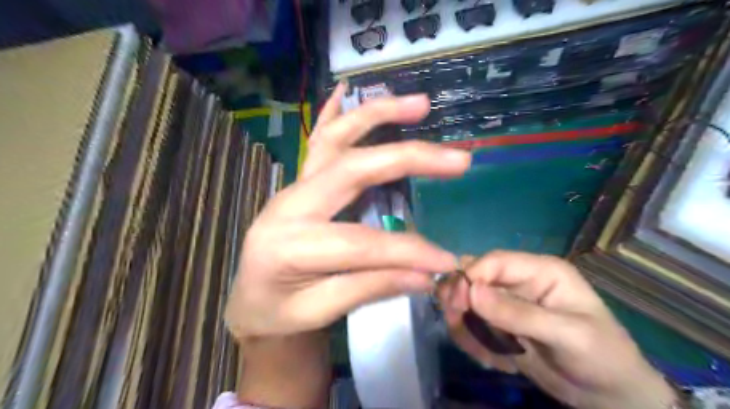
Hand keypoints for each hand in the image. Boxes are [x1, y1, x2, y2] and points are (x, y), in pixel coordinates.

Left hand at [226, 84, 470, 338]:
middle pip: (353, 169)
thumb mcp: (319, 311)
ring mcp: (292, 186)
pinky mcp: (298, 183)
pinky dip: (335, 113)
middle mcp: (289, 204)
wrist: (249, 300)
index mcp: (289, 244)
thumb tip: (425, 276)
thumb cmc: (277, 311)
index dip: (408, 252)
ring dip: (378, 117)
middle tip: (457, 158)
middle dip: (407, 159)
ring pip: (336, 140)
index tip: (447, 261)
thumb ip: (369, 288)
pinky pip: (317, 141)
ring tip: (420, 104)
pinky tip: (346, 89)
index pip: (361, 243)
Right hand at [435, 251, 675, 408]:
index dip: (471, 276)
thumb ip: (519, 313)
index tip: (458, 303)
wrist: (608, 396)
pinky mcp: (499, 325)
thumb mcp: (567, 335)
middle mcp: (519, 281)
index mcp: (540, 270)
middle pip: (474, 277)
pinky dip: (472, 341)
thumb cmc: (602, 356)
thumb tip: (472, 292)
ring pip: (466, 301)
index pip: (494, 261)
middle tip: (459, 326)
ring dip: (464, 325)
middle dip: (460, 300)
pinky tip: (494, 361)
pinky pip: (470, 324)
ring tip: (485, 354)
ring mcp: (506, 304)